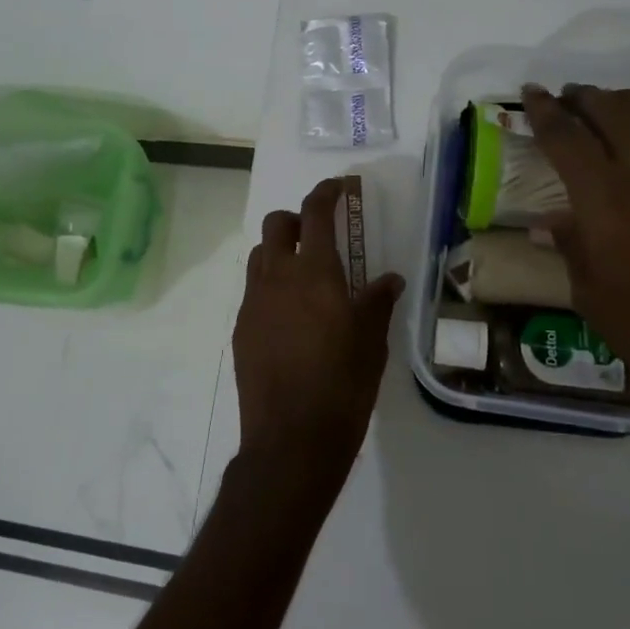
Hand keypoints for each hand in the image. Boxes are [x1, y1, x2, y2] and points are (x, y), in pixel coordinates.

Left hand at [232, 179, 404, 484]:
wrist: (291, 439)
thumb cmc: (343, 387)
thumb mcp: (372, 343)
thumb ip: (377, 302)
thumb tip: (388, 278)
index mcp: (315, 274)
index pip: (315, 213)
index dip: (326, 193)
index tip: (337, 189)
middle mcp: (278, 278)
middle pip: (276, 225)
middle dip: (297, 220)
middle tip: (320, 237)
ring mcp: (253, 302)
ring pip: (260, 256)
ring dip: (280, 251)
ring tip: (305, 277)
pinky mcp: (241, 328)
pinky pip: (254, 290)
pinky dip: (271, 286)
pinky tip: (290, 316)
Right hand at [520, 84, 629, 442]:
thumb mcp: (590, 291)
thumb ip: (570, 246)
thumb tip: (550, 225)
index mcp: (603, 195)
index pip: (565, 135)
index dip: (544, 110)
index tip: (531, 93)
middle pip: (609, 109)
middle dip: (581, 97)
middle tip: (563, 97)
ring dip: (621, 101)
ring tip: (603, 106)